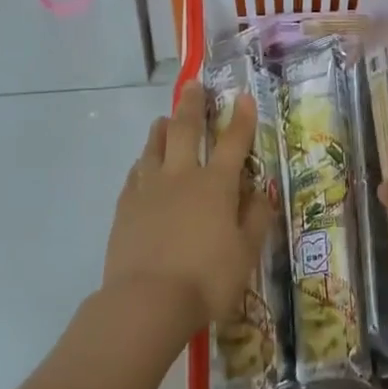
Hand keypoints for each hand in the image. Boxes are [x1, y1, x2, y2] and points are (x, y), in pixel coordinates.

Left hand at [102, 84, 270, 332]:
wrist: (146, 302)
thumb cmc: (207, 279)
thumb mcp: (246, 252)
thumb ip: (256, 218)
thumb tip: (261, 192)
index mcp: (217, 184)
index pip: (233, 141)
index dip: (241, 117)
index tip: (243, 96)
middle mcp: (183, 176)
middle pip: (187, 129)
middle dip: (192, 105)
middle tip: (193, 85)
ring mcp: (150, 189)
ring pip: (155, 147)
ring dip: (163, 129)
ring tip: (165, 119)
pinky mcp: (126, 207)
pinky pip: (135, 174)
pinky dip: (143, 163)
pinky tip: (143, 165)